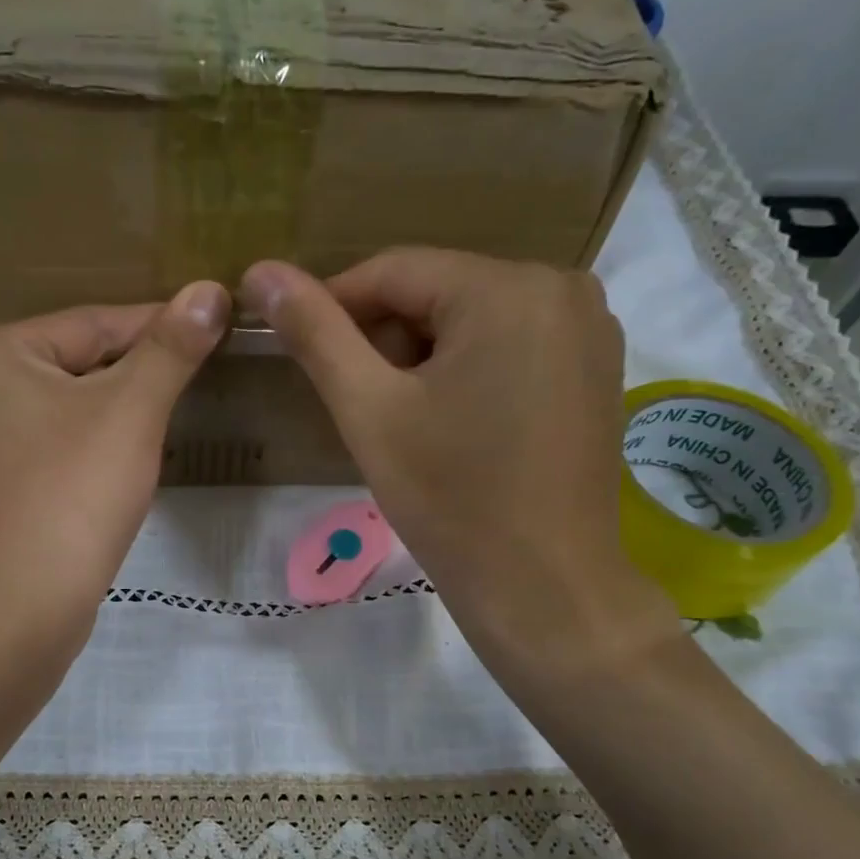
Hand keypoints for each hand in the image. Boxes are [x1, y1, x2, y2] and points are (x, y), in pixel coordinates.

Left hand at [0, 283, 228, 643]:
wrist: (21, 608)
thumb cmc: (72, 495)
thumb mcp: (130, 412)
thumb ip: (169, 349)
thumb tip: (210, 291)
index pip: (93, 323)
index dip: (160, 325)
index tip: (216, 324)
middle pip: (79, 364)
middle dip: (140, 371)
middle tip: (203, 370)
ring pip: (72, 408)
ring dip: (123, 410)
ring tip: (175, 411)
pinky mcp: (1, 486)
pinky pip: (60, 446)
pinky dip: (98, 446)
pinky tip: (130, 459)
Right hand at [241, 249, 674, 674]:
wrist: (545, 587)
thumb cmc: (452, 501)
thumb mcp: (370, 412)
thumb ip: (316, 335)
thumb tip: (262, 272)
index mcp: (507, 288)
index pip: (394, 271)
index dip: (333, 306)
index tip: (294, 348)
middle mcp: (562, 287)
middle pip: (438, 293)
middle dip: (386, 341)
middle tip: (360, 407)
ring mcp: (590, 329)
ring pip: (473, 320)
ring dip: (423, 359)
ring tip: (404, 424)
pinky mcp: (598, 370)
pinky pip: (512, 345)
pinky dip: (468, 372)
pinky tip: (455, 428)